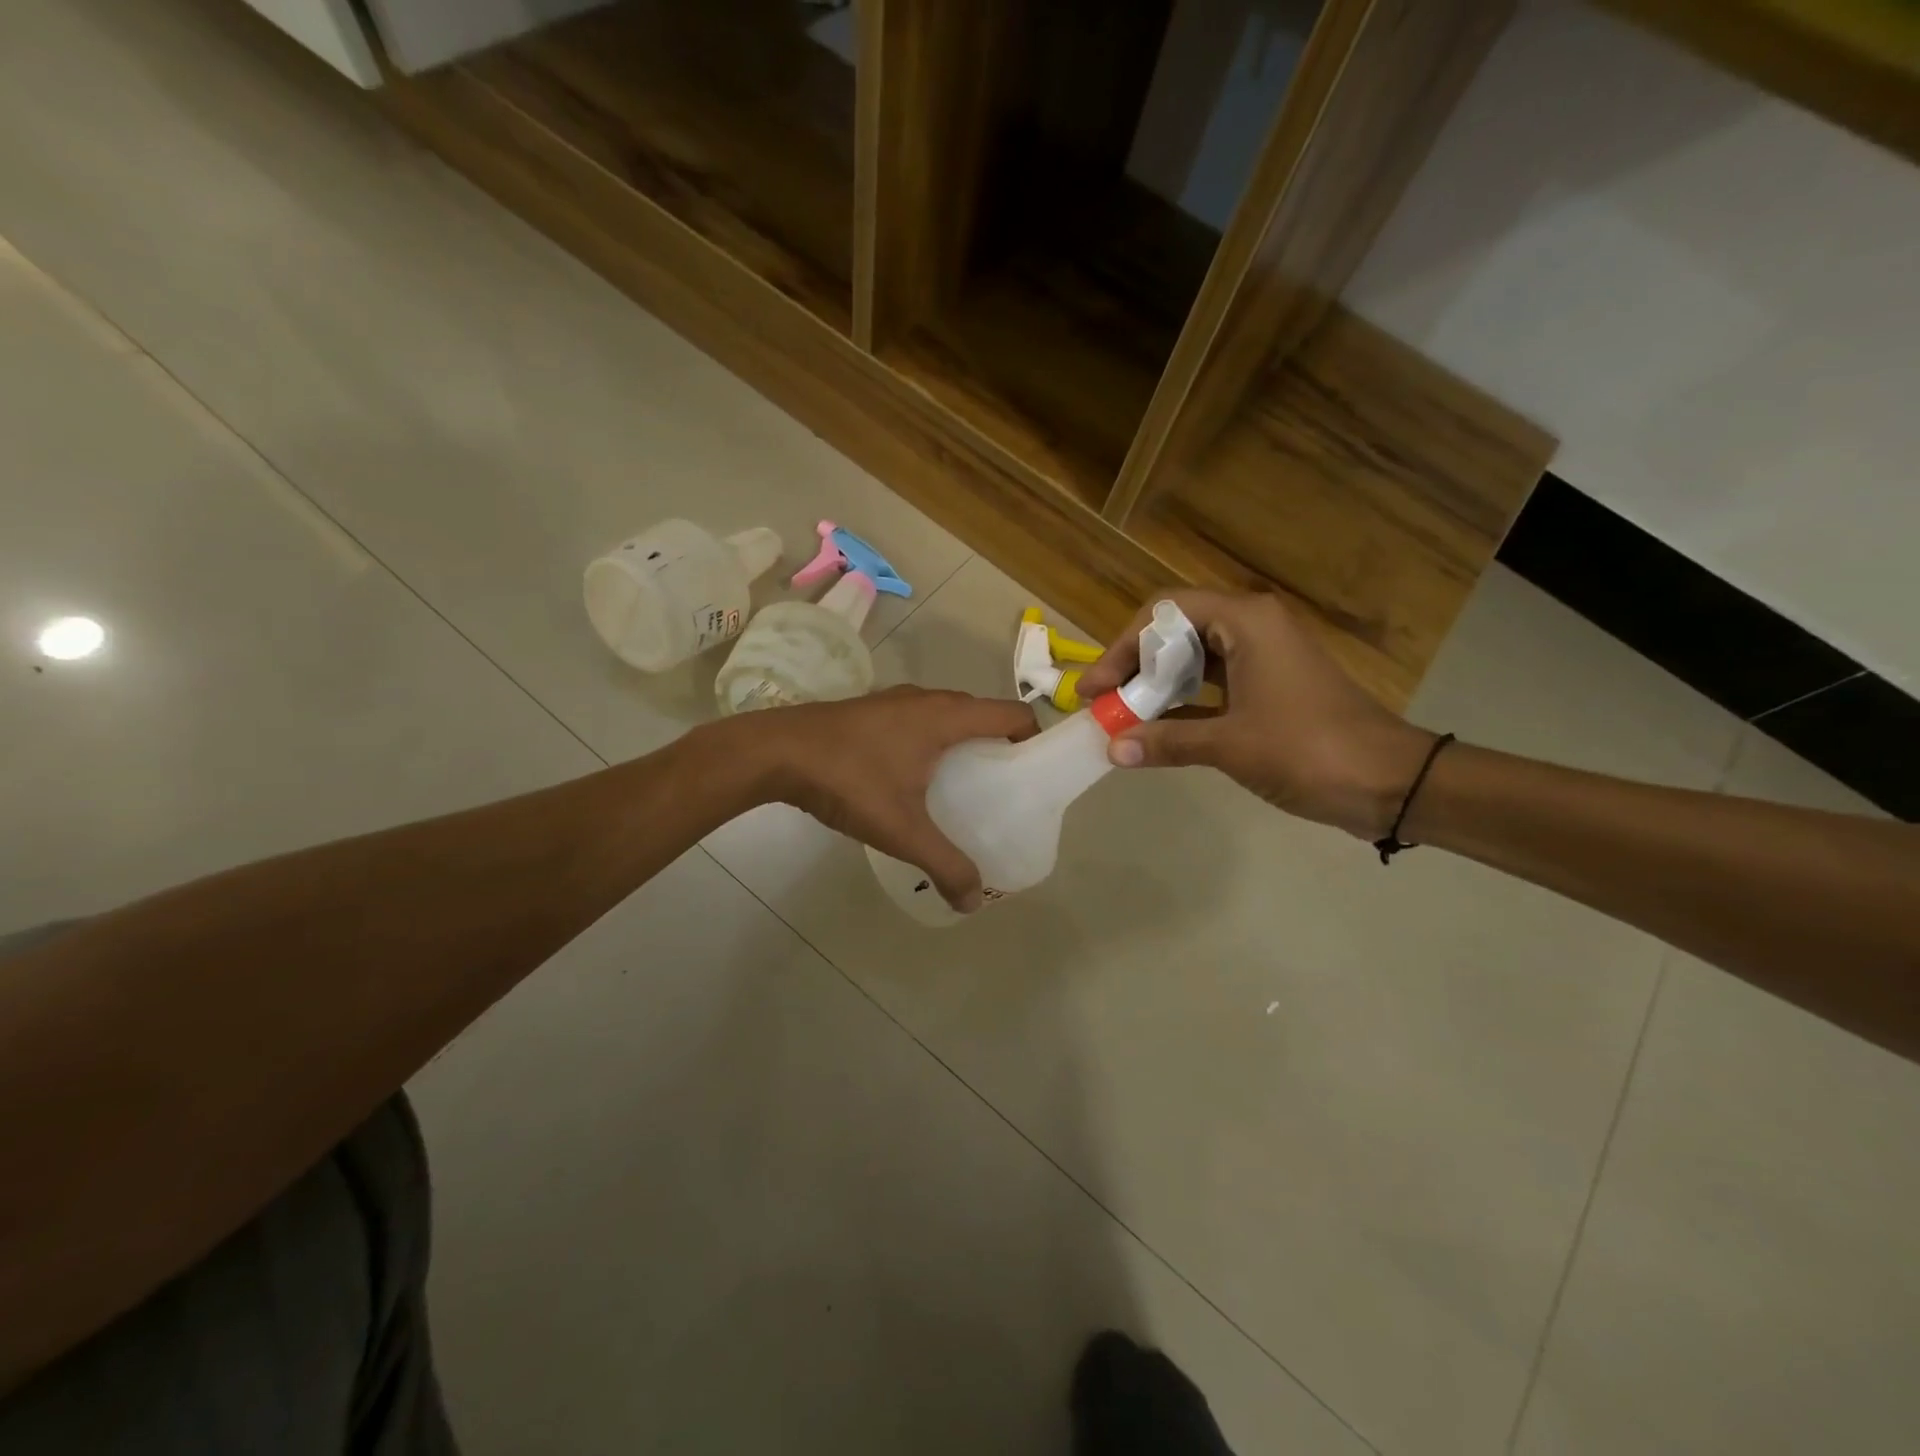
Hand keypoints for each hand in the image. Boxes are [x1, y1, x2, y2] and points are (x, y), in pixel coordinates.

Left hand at [748, 687, 1038, 911]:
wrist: (774, 751)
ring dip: (963, 745)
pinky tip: (913, 780)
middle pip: (983, 714)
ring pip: (947, 717)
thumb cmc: (848, 780)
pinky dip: (932, 743)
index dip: (1033, 739)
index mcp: (947, 716)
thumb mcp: (901, 829)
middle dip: (999, 748)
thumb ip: (944, 864)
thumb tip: (975, 901)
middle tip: (1001, 790)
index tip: (1034, 774)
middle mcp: (927, 699)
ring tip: (961, 789)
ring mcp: (896, 700)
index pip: (1013, 713)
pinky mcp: (871, 710)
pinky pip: (919, 721)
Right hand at [1076, 591, 1436, 839]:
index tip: (1097, 688)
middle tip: (1105, 703)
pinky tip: (1156, 731)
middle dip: (1135, 666)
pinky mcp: (1269, 688)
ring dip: (1156, 686)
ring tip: (1124, 717)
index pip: (1164, 612)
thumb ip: (1168, 741)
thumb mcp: (1231, 745)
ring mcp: (1263, 658)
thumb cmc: (1310, 750)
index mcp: (1246, 621)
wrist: (1392, 783)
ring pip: (1192, 659)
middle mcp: (1252, 628)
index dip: (1122, 646)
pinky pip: (1212, 685)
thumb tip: (1113, 749)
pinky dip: (1182, 704)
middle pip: (1175, 632)